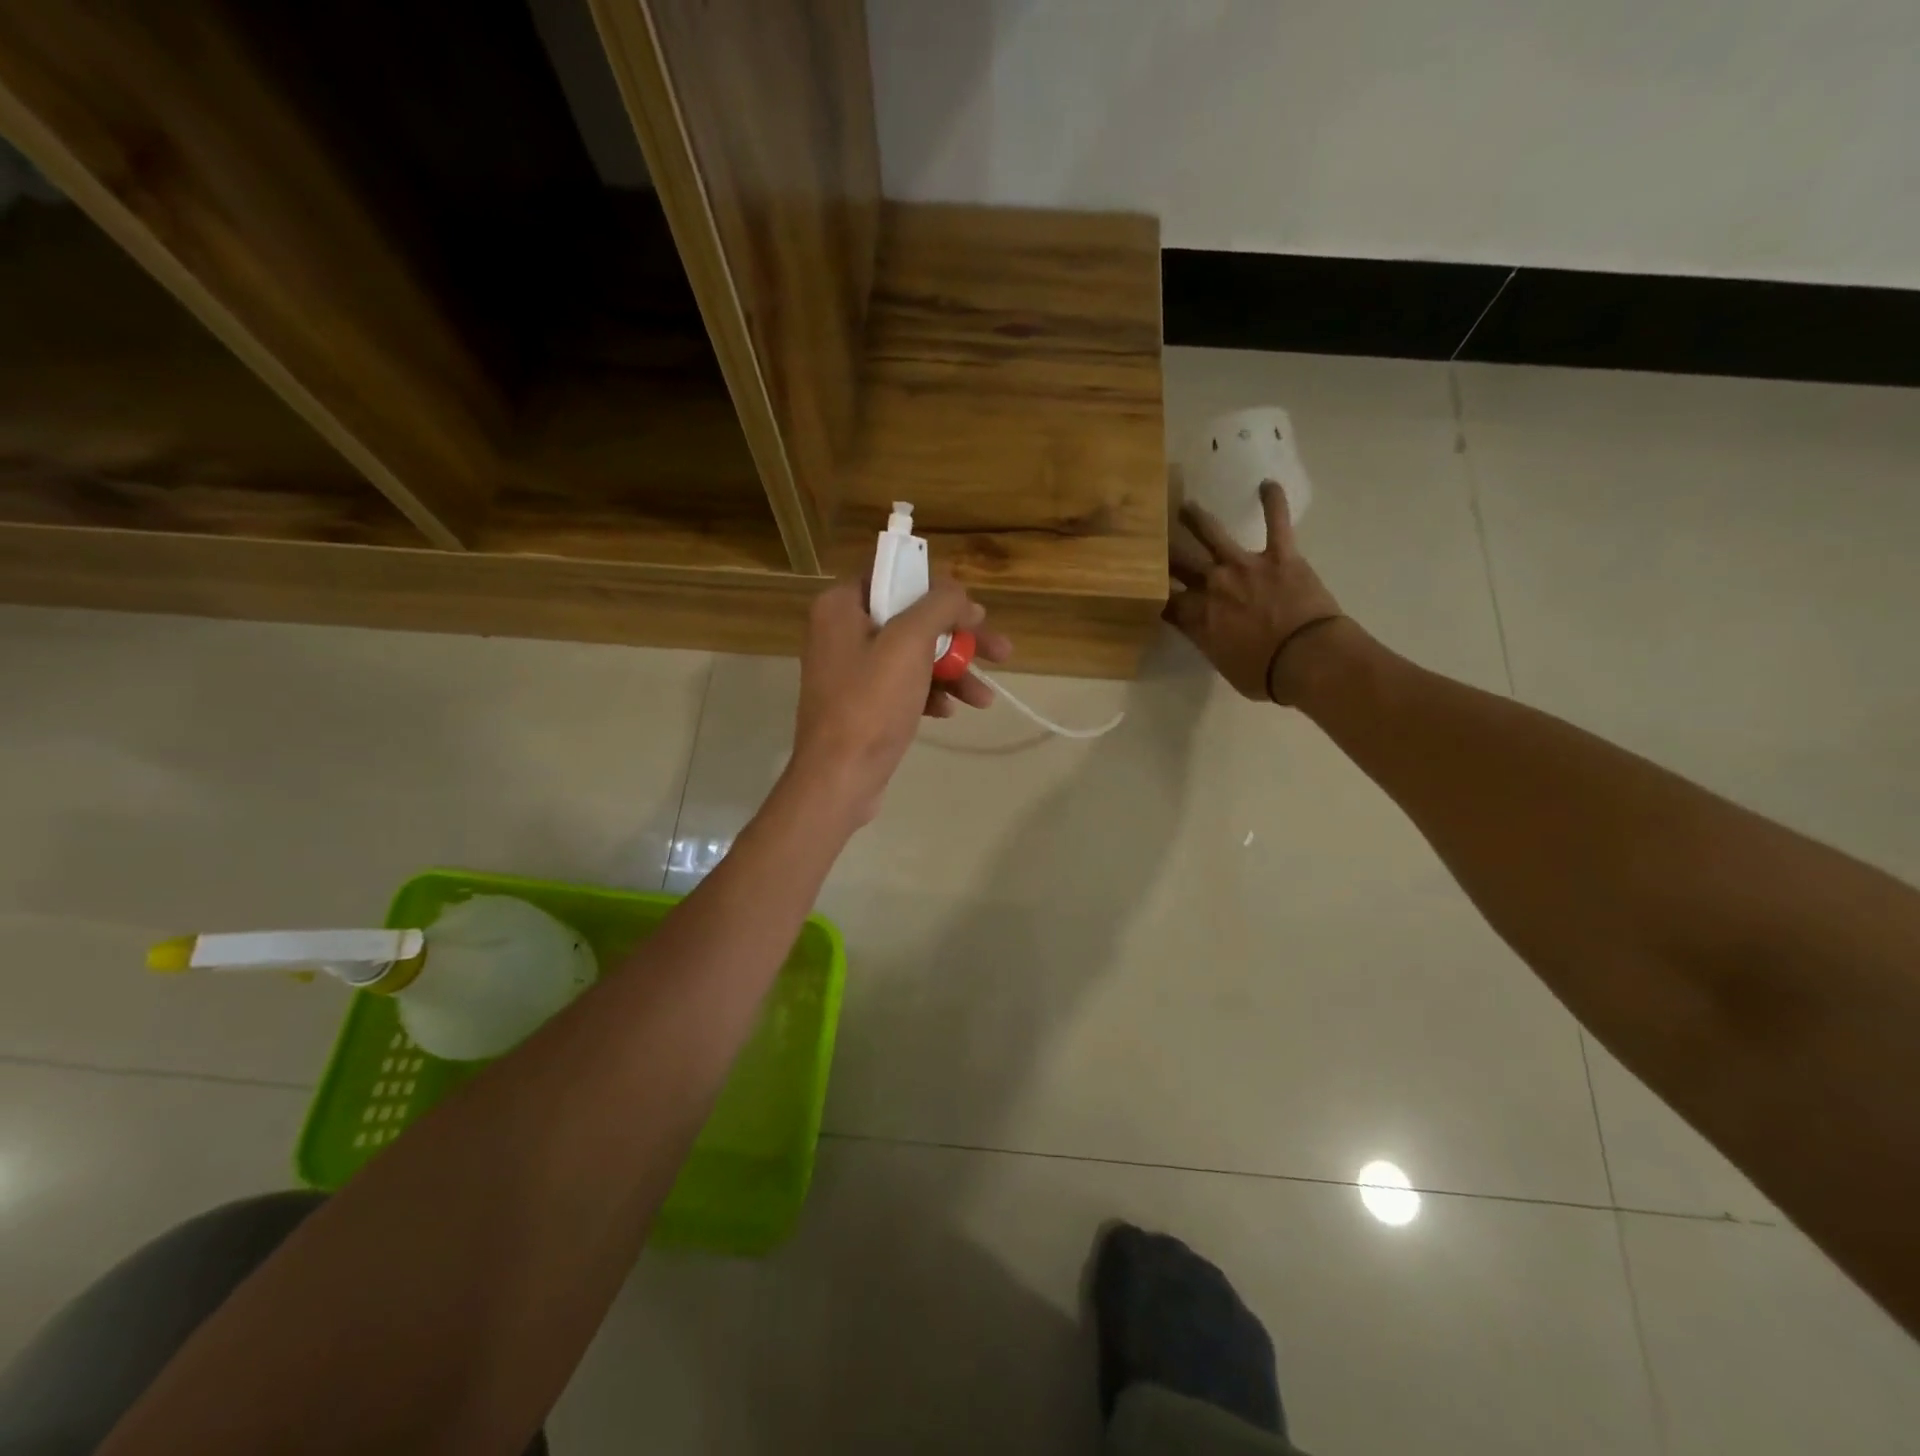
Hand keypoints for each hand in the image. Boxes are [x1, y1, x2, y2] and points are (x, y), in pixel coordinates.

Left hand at [789, 579, 1011, 824]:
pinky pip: (904, 685)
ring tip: (985, 698)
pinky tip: (950, 712)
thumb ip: (939, 606)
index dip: (941, 592)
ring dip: (953, 672)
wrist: (840, 777)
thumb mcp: (910, 643)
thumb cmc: (872, 704)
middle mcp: (842, 630)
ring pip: (914, 655)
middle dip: (959, 639)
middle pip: (913, 619)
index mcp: (842, 605)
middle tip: (1001, 653)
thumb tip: (959, 593)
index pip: (897, 577)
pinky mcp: (862, 702)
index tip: (975, 614)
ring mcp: (852, 669)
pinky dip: (931, 693)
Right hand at [1165, 479, 1343, 702]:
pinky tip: (1268, 484)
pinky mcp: (1280, 555)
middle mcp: (1212, 584)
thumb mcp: (1223, 665)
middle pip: (1179, 563)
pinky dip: (1274, 502)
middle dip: (1162, 551)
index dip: (1152, 591)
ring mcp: (1245, 565)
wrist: (1308, 658)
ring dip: (1196, 519)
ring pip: (1213, 534)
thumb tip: (1203, 631)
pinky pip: (1277, 522)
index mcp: (1196, 616)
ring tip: (1185, 507)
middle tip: (1150, 538)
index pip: (1163, 599)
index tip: (1142, 584)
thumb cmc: (1264, 674)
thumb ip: (1208, 642)